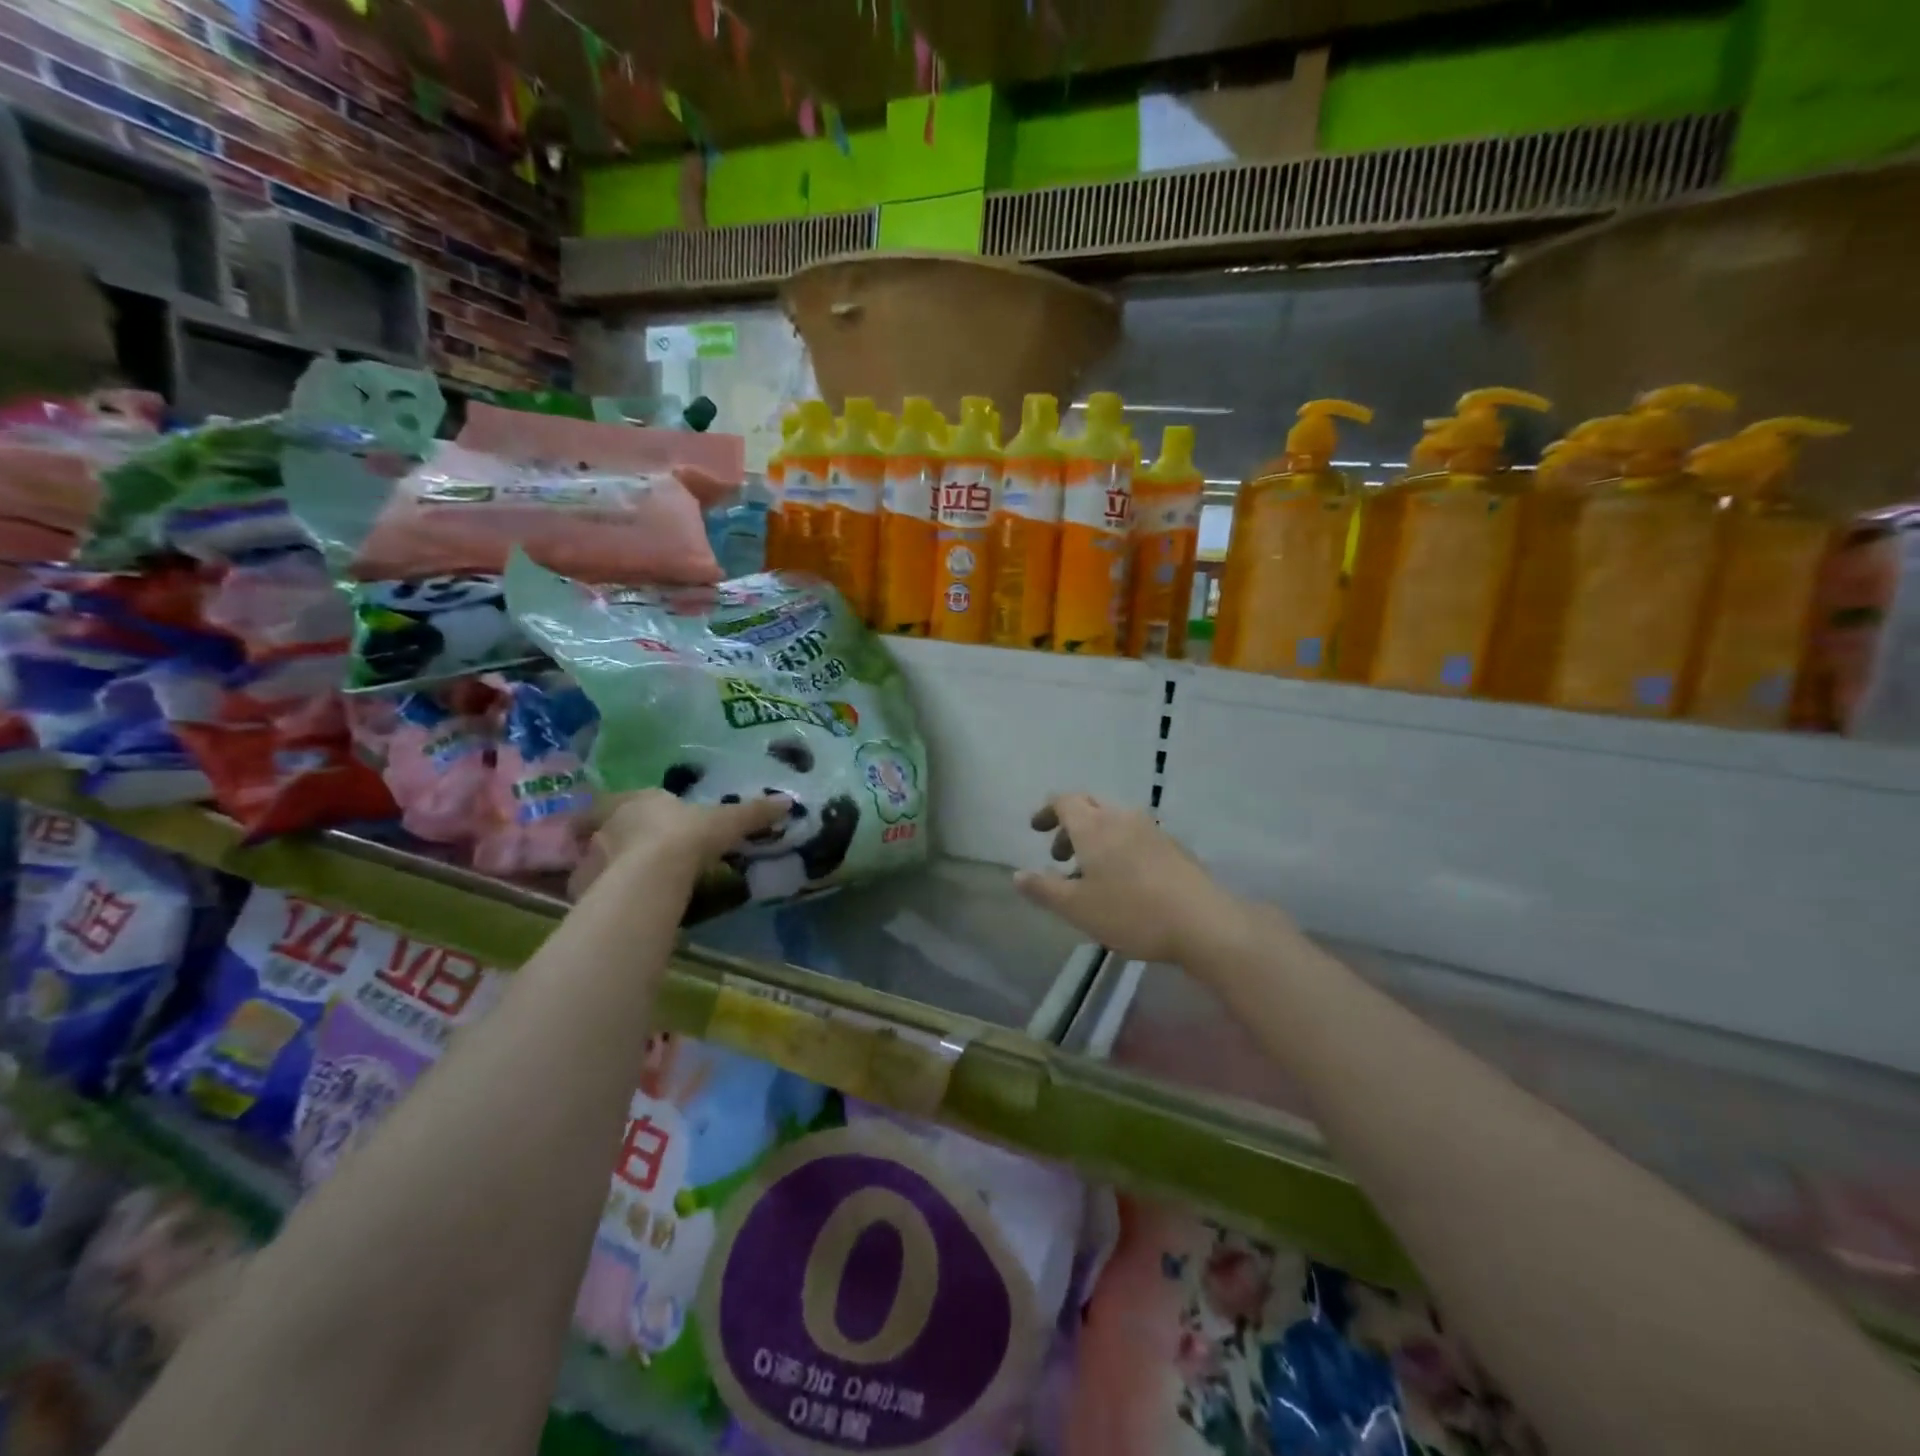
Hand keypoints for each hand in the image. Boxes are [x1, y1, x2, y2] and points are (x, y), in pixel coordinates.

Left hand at [569, 789, 789, 899]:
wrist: (651, 874)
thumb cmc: (688, 837)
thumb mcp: (727, 822)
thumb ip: (754, 812)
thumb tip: (787, 801)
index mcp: (644, 798)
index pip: (644, 799)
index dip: (654, 809)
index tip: (666, 825)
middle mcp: (613, 819)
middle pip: (618, 824)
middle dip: (630, 835)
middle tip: (649, 853)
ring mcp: (594, 851)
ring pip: (601, 853)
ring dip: (612, 862)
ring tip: (634, 881)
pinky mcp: (583, 883)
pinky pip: (592, 884)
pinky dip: (602, 890)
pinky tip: (620, 902)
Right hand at [1013, 793, 1254, 964]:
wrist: (1202, 922)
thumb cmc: (1131, 912)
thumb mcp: (1077, 908)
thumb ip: (1044, 889)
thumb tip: (1017, 875)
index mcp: (1094, 826)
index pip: (1064, 800)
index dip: (1047, 811)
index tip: (1036, 829)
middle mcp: (1121, 817)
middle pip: (1089, 805)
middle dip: (1069, 824)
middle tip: (1060, 854)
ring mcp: (1151, 829)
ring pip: (1113, 820)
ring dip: (1095, 837)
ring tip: (1090, 874)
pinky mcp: (1173, 846)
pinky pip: (1134, 834)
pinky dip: (1117, 846)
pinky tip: (1123, 880)